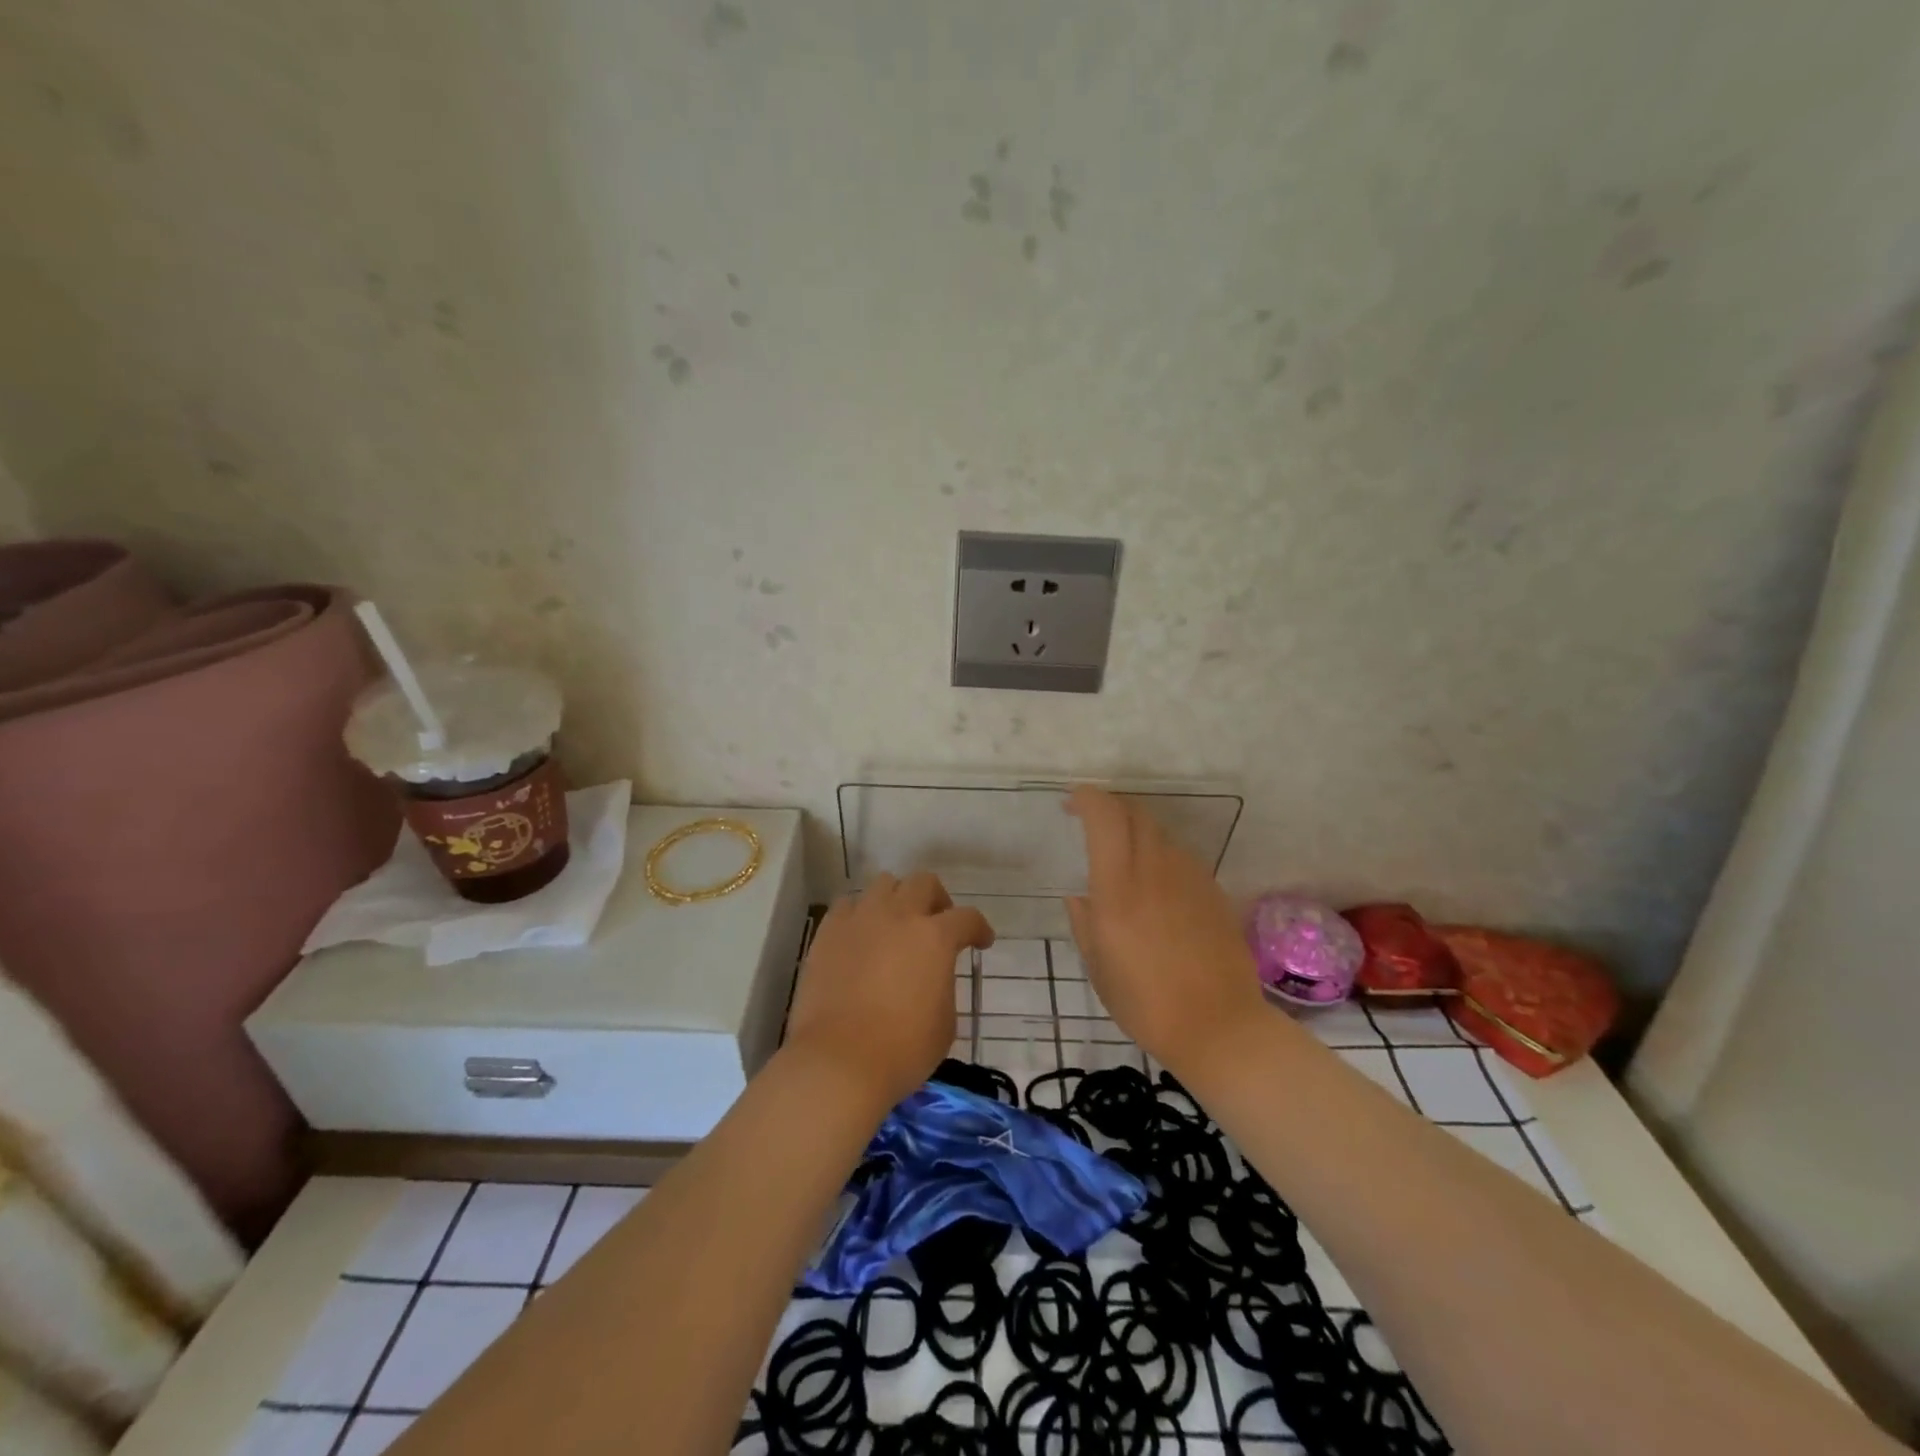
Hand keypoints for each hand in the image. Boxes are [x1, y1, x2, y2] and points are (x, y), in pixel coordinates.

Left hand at [783, 872, 994, 1109]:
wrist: (838, 1061)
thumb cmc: (902, 1050)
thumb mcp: (945, 1023)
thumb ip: (943, 986)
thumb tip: (932, 977)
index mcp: (935, 937)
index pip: (967, 918)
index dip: (979, 929)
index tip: (981, 942)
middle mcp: (899, 916)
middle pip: (924, 883)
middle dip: (937, 900)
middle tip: (937, 924)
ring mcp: (860, 919)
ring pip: (884, 884)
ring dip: (897, 899)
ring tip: (895, 926)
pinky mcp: (828, 932)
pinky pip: (848, 906)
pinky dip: (860, 914)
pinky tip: (861, 936)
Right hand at [1065, 787, 1269, 1079]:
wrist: (1220, 1026)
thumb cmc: (1146, 1004)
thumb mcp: (1099, 967)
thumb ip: (1084, 923)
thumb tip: (1078, 897)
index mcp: (1119, 888)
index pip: (1105, 817)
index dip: (1087, 799)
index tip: (1071, 802)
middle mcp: (1155, 870)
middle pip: (1135, 813)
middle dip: (1110, 807)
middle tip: (1093, 821)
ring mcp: (1189, 878)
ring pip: (1160, 832)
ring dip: (1136, 830)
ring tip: (1123, 853)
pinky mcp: (1213, 891)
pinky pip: (1180, 856)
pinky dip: (1160, 854)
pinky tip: (1156, 883)